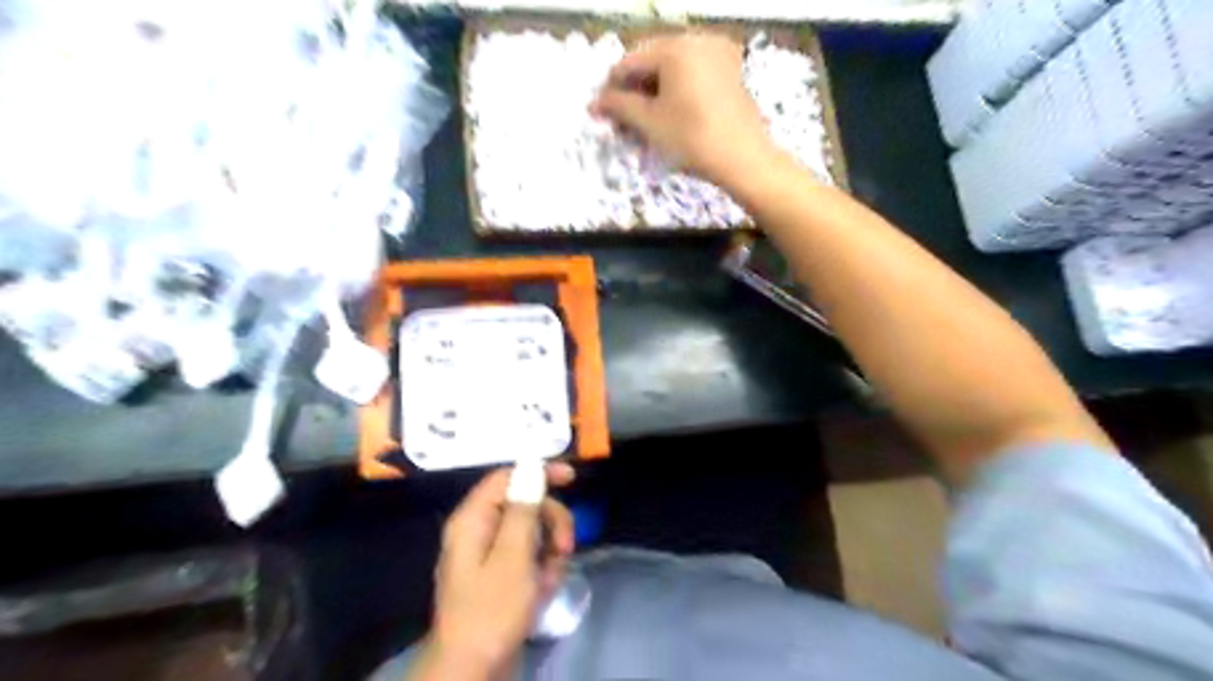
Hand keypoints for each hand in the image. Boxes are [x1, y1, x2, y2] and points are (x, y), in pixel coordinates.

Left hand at [424, 459, 573, 676]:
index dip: (539, 472)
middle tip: (564, 547)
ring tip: (549, 579)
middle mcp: (478, 530)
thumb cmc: (492, 611)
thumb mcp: (514, 556)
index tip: (571, 479)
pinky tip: (544, 591)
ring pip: (531, 532)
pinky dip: (541, 570)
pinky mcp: (499, 576)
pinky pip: (528, 558)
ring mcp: (489, 555)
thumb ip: (523, 509)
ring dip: (549, 552)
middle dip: (550, 522)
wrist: (472, 671)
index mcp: (473, 519)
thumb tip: (532, 467)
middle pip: (524, 504)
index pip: (507, 477)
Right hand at [594, 32, 782, 189]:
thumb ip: (619, 106)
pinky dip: (676, 91)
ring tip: (643, 121)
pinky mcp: (731, 71)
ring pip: (673, 69)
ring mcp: (718, 54)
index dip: (612, 88)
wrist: (744, 159)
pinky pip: (693, 74)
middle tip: (621, 119)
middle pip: (653, 61)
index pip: (630, 62)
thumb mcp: (649, 123)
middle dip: (634, 90)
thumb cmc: (692, 139)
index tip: (601, 112)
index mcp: (675, 47)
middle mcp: (698, 40)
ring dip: (654, 92)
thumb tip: (594, 103)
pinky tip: (668, 114)